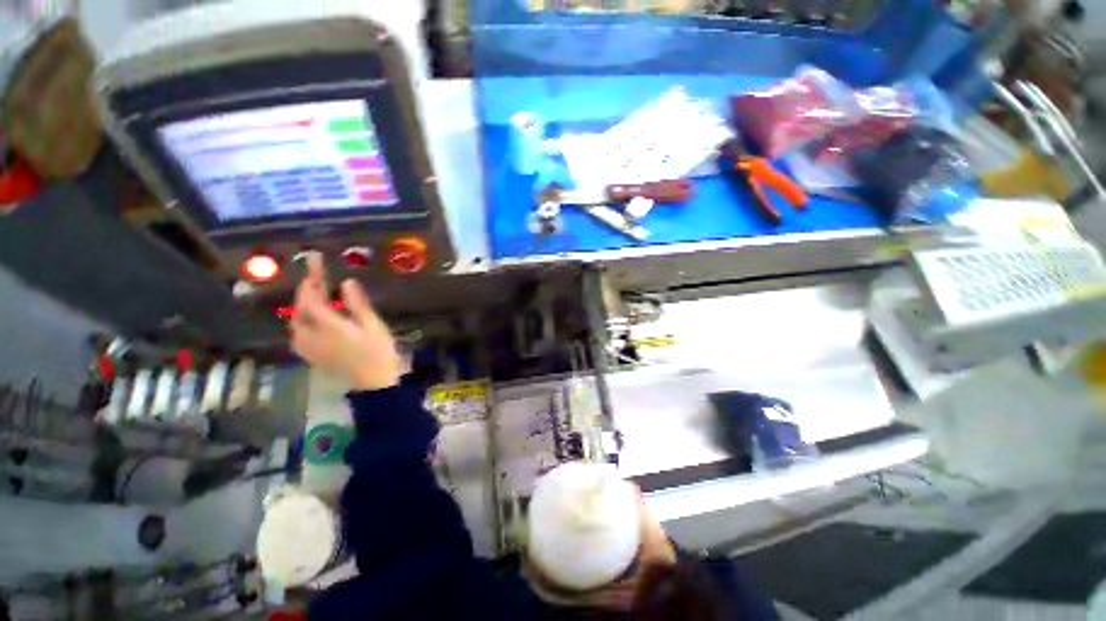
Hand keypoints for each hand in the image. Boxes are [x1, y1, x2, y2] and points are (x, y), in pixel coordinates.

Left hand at [290, 253, 402, 390]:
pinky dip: (305, 318)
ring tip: (318, 292)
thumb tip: (346, 282)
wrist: (374, 384)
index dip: (312, 278)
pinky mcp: (311, 355)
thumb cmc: (378, 353)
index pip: (310, 297)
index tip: (315, 260)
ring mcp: (308, 347)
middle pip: (300, 308)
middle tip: (319, 276)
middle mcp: (311, 336)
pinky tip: (316, 315)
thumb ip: (357, 304)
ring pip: (297, 320)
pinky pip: (300, 331)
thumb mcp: (373, 326)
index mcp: (327, 327)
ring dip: (305, 303)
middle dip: (308, 290)